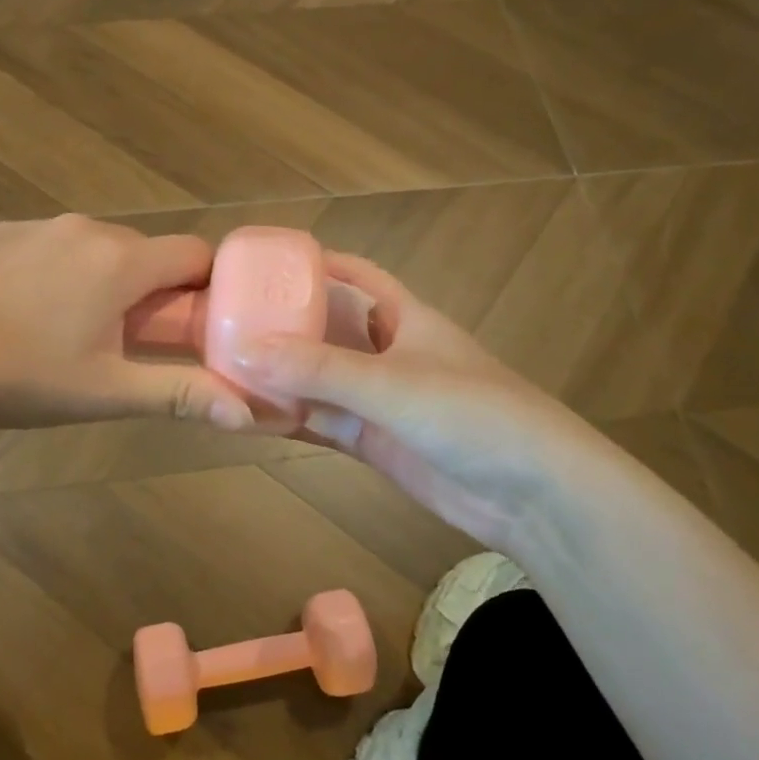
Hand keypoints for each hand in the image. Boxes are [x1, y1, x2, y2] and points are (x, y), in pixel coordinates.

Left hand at [0, 213, 256, 433]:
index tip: (191, 322)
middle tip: (126, 340)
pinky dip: (51, 270)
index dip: (202, 285)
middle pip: (141, 251)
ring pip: (90, 247)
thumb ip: (180, 396)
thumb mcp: (105, 392)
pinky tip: (17, 313)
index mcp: (120, 262)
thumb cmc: (19, 377)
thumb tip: (249, 416)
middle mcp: (82, 229)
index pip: (192, 253)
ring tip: (65, 330)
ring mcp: (31, 225)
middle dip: (147, 288)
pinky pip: (44, 245)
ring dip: (97, 279)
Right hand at [231, 253, 622, 556]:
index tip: (261, 265)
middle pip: (327, 329)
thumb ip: (317, 369)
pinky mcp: (375, 443)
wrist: (534, 495)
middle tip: (224, 322)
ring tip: (223, 368)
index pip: (355, 276)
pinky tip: (249, 418)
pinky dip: (291, 419)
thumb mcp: (391, 382)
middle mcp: (388, 352)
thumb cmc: (471, 414)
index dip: (314, 265)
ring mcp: (380, 401)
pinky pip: (323, 423)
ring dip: (280, 377)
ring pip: (319, 380)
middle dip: (283, 325)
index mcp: (404, 316)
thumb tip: (241, 350)